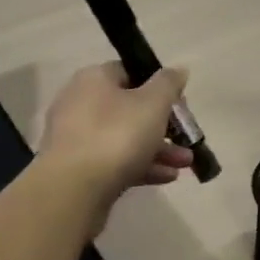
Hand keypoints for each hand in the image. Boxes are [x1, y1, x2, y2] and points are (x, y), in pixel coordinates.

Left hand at [39, 63, 193, 212]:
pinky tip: (167, 177)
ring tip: (185, 163)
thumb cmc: (116, 135)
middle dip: (162, 124)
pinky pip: (114, 161)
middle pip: (128, 108)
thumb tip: (177, 70)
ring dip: (157, 148)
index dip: (157, 85)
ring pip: (123, 138)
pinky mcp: (78, 169)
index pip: (129, 72)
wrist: (73, 190)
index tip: (178, 102)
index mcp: (94, 79)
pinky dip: (140, 166)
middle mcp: (80, 103)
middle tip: (185, 137)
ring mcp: (76, 138)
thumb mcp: (153, 103)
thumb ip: (168, 84)